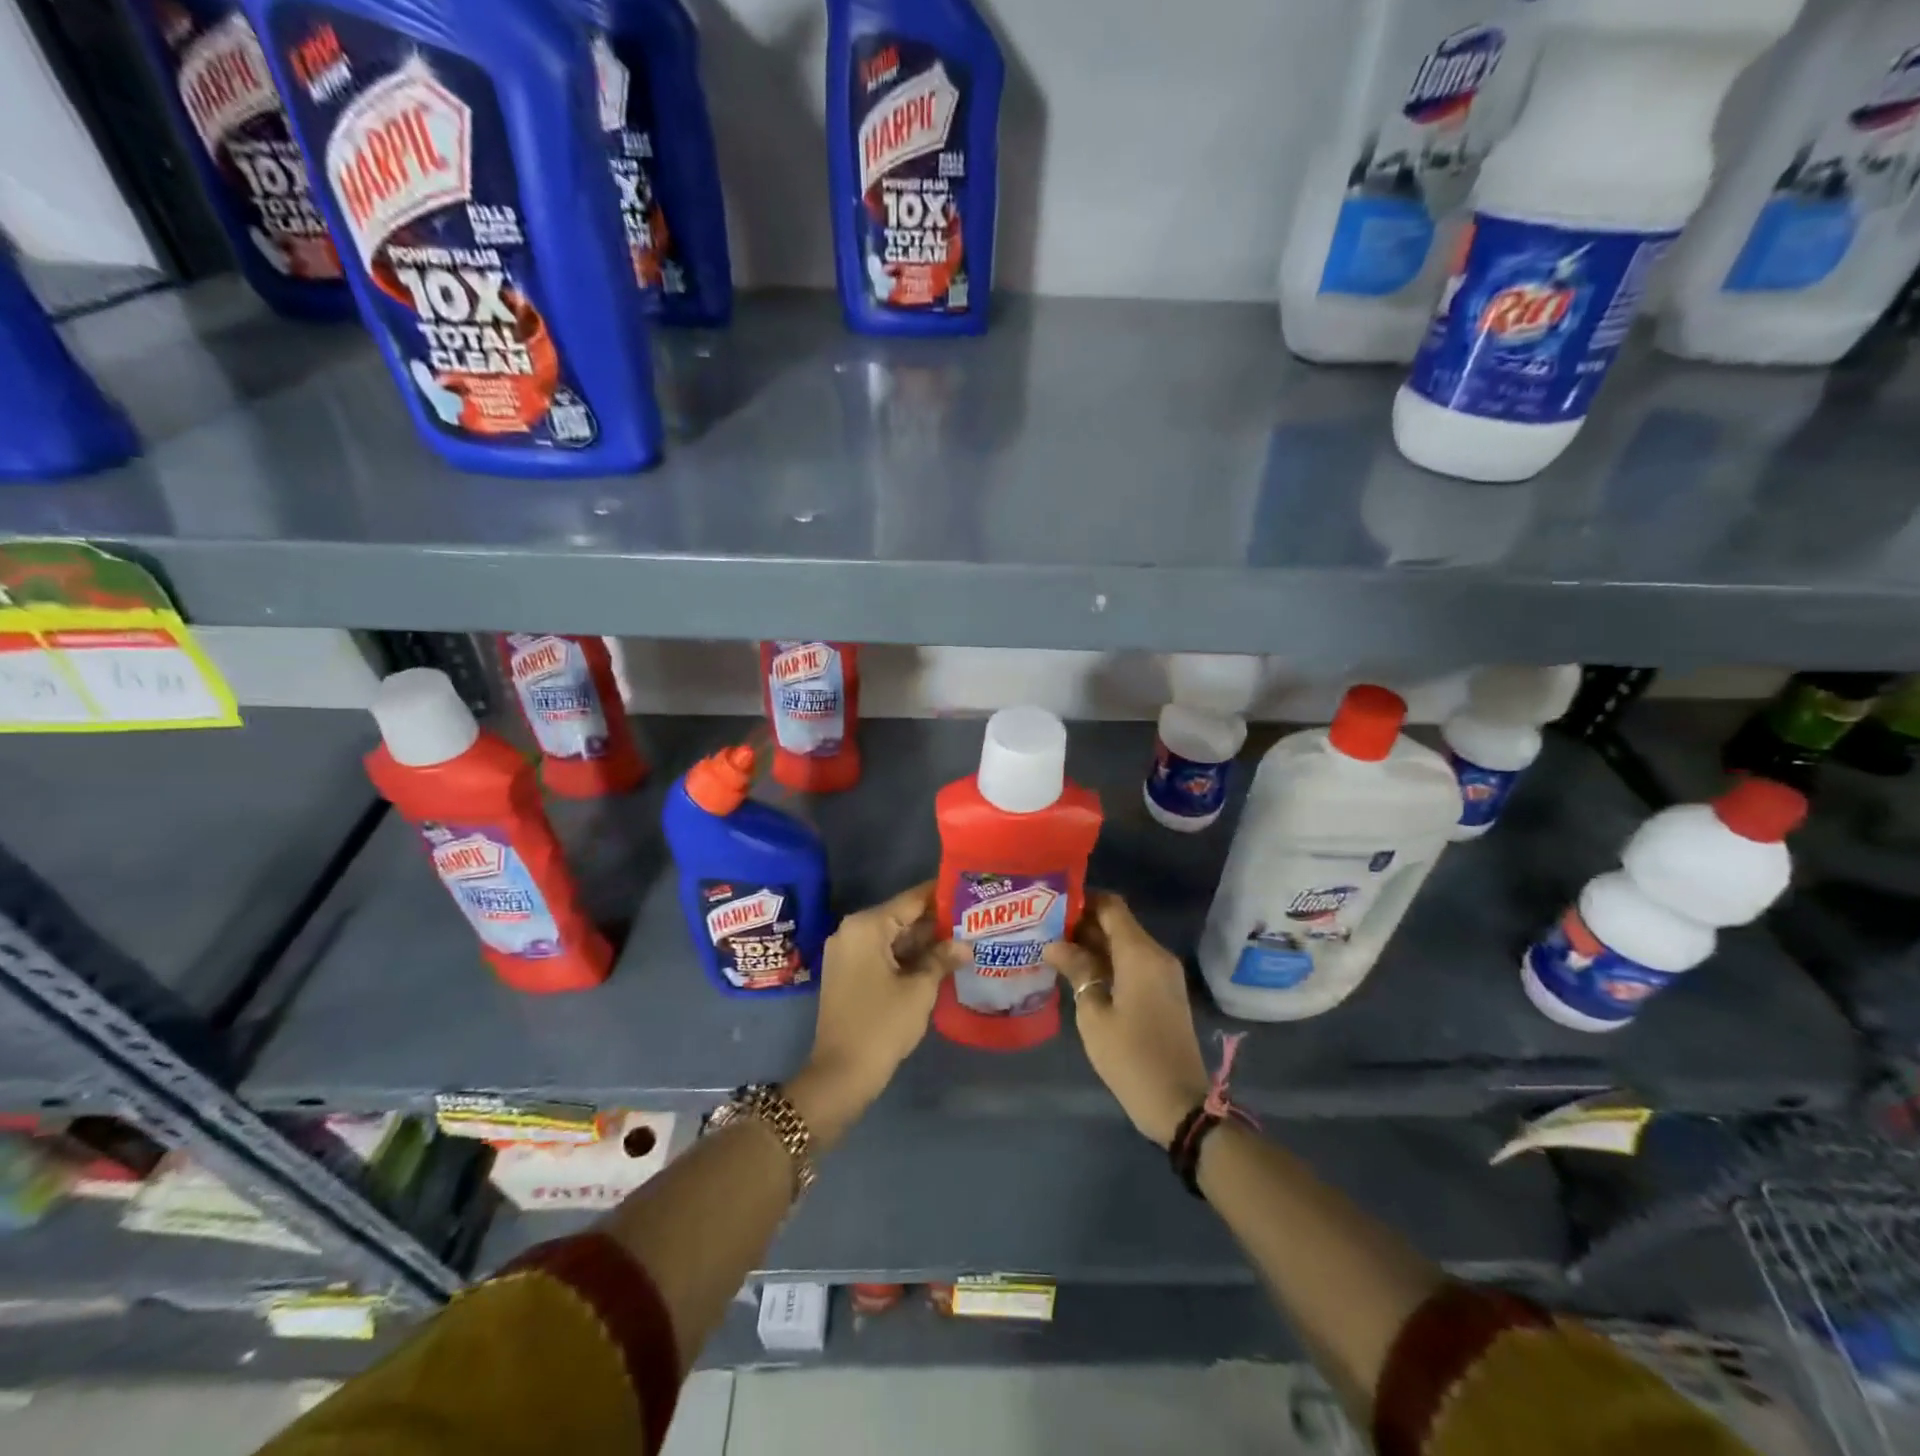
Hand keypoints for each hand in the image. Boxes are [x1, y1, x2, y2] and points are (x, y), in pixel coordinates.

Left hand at [788, 882, 964, 1149]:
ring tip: (964, 939)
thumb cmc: (882, 1025)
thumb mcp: (919, 990)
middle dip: (936, 921)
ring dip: (924, 942)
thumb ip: (942, 959)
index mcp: (866, 926)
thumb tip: (965, 945)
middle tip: (973, 919)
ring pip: (893, 938)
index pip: (910, 900)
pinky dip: (907, 957)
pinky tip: (939, 962)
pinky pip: (882, 954)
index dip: (940, 895)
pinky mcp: (848, 974)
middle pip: (901, 917)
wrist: (841, 1074)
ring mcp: (847, 953)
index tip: (968, 889)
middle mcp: (852, 931)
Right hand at [1044, 893, 1209, 1147]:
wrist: (1179, 1103)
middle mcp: (1156, 955)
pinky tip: (1078, 973)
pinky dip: (1107, 962)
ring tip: (1054, 949)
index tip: (1051, 904)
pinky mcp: (1163, 993)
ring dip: (1093, 944)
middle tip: (1044, 928)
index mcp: (1140, 953)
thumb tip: (1054, 944)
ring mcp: (1163, 975)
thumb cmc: (1131, 1056)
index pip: (1111, 906)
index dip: (1082, 899)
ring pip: (1124, 944)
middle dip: (1082, 923)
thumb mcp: (1094, 1014)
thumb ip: (1077, 970)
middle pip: (1118, 924)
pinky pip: (1133, 964)